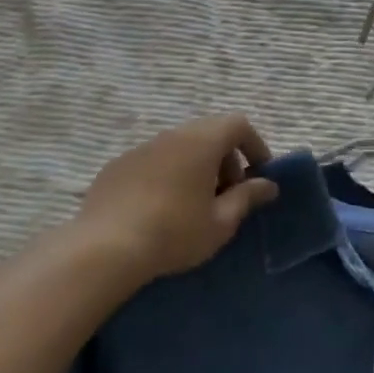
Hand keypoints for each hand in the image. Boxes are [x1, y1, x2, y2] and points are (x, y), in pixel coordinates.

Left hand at [73, 114, 278, 285]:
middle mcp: (171, 136)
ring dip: (196, 166)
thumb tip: (268, 185)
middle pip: (208, 133)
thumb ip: (247, 198)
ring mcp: (140, 149)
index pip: (238, 124)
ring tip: (195, 204)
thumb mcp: (221, 222)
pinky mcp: (116, 166)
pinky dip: (167, 174)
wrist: (105, 248)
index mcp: (201, 142)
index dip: (255, 145)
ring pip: (179, 146)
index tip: (258, 174)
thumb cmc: (174, 233)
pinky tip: (160, 209)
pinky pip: (153, 161)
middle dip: (226, 158)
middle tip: (228, 194)